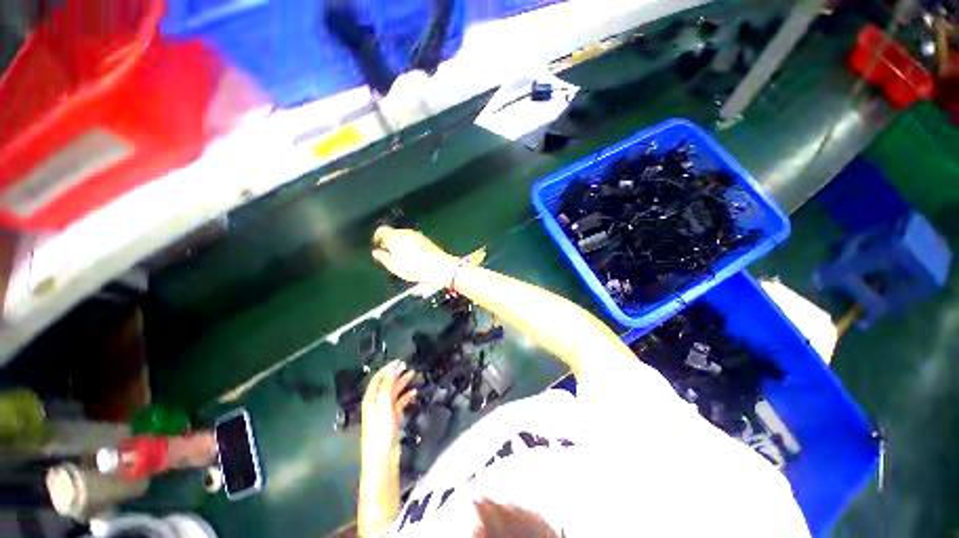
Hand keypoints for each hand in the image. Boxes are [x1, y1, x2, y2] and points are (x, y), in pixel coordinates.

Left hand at [361, 360, 416, 467]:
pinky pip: (400, 404)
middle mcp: (376, 403)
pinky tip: (414, 394)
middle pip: (386, 384)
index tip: (399, 361)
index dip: (387, 369)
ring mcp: (384, 412)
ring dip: (402, 384)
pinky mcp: (392, 419)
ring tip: (413, 375)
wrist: (382, 458)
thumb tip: (393, 367)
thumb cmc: (381, 430)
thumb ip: (388, 385)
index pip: (378, 379)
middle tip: (407, 366)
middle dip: (396, 374)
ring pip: (394, 393)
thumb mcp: (384, 405)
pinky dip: (406, 397)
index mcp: (371, 399)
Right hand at [372, 227, 457, 284]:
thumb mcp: (393, 266)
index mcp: (395, 236)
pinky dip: (409, 246)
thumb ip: (382, 257)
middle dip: (388, 242)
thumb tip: (376, 252)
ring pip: (403, 237)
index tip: (376, 245)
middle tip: (387, 253)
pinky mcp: (426, 240)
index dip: (376, 237)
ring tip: (399, 257)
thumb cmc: (414, 267)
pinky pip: (413, 241)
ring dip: (399, 244)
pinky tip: (411, 257)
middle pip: (393, 233)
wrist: (439, 266)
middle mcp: (406, 232)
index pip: (381, 230)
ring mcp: (418, 235)